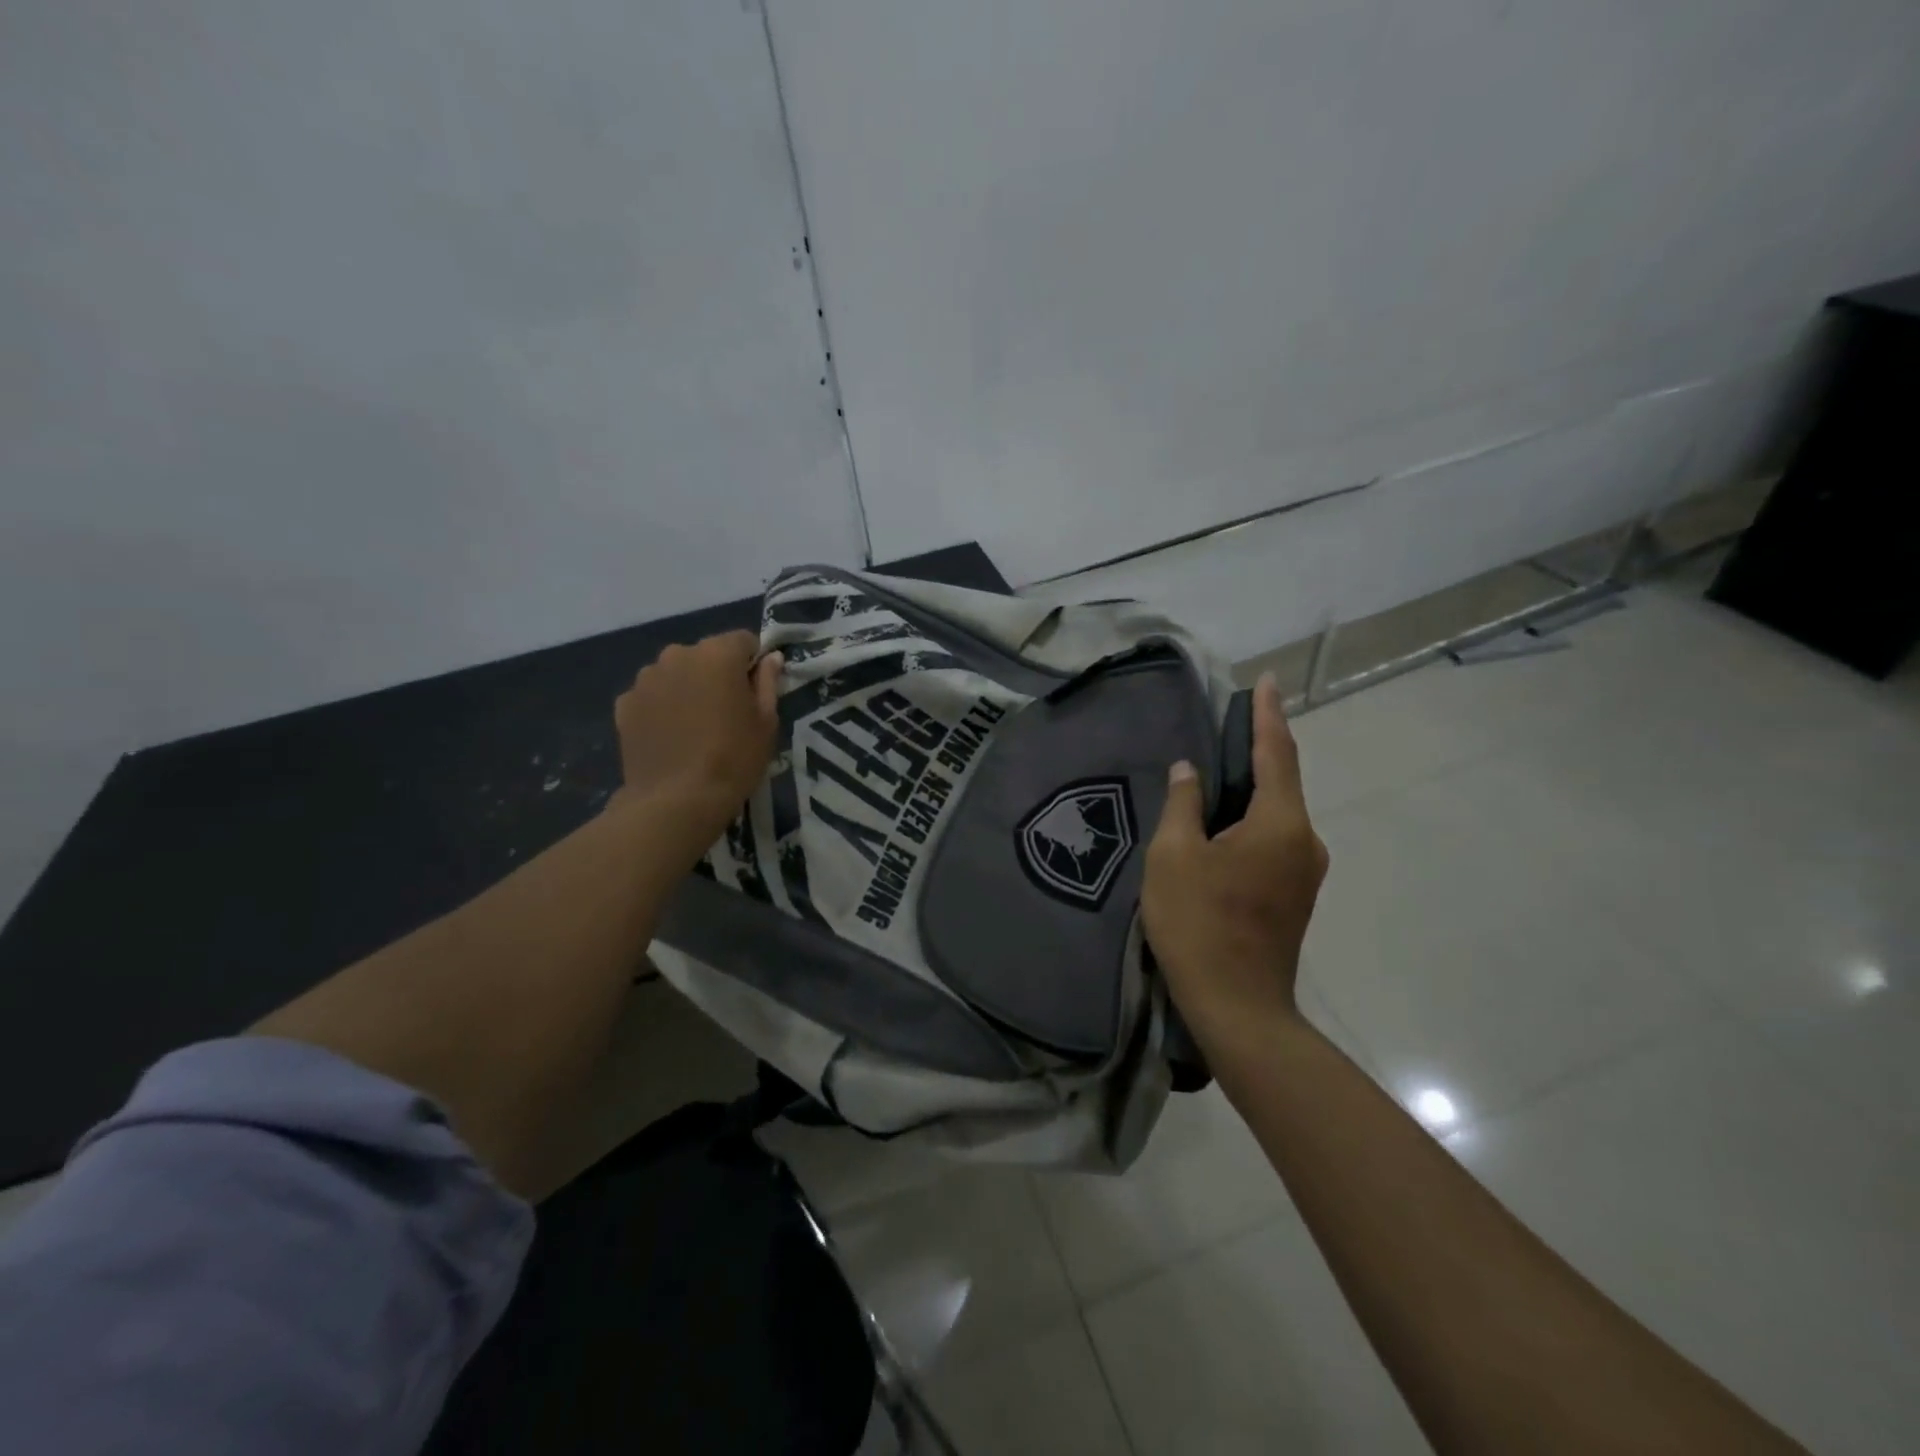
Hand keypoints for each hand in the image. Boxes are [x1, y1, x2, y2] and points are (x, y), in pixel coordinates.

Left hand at [612, 631, 782, 847]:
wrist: (676, 801)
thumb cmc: (734, 759)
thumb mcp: (766, 722)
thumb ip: (768, 683)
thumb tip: (771, 658)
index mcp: (718, 654)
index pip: (744, 640)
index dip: (753, 663)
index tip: (756, 692)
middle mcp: (678, 654)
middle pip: (706, 654)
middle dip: (717, 674)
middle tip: (726, 712)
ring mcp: (646, 678)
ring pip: (676, 673)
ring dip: (687, 688)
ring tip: (695, 727)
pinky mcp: (625, 703)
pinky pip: (652, 695)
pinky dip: (662, 707)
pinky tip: (670, 737)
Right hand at [1142, 672, 1329, 1038]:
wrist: (1239, 1008)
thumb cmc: (1200, 924)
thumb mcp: (1174, 856)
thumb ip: (1183, 804)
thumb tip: (1190, 770)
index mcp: (1280, 823)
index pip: (1276, 753)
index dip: (1268, 714)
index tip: (1268, 680)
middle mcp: (1305, 841)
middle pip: (1281, 781)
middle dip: (1258, 748)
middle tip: (1229, 722)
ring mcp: (1304, 871)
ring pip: (1277, 813)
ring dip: (1252, 787)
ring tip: (1218, 770)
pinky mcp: (1294, 895)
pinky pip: (1274, 838)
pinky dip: (1252, 818)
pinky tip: (1223, 822)